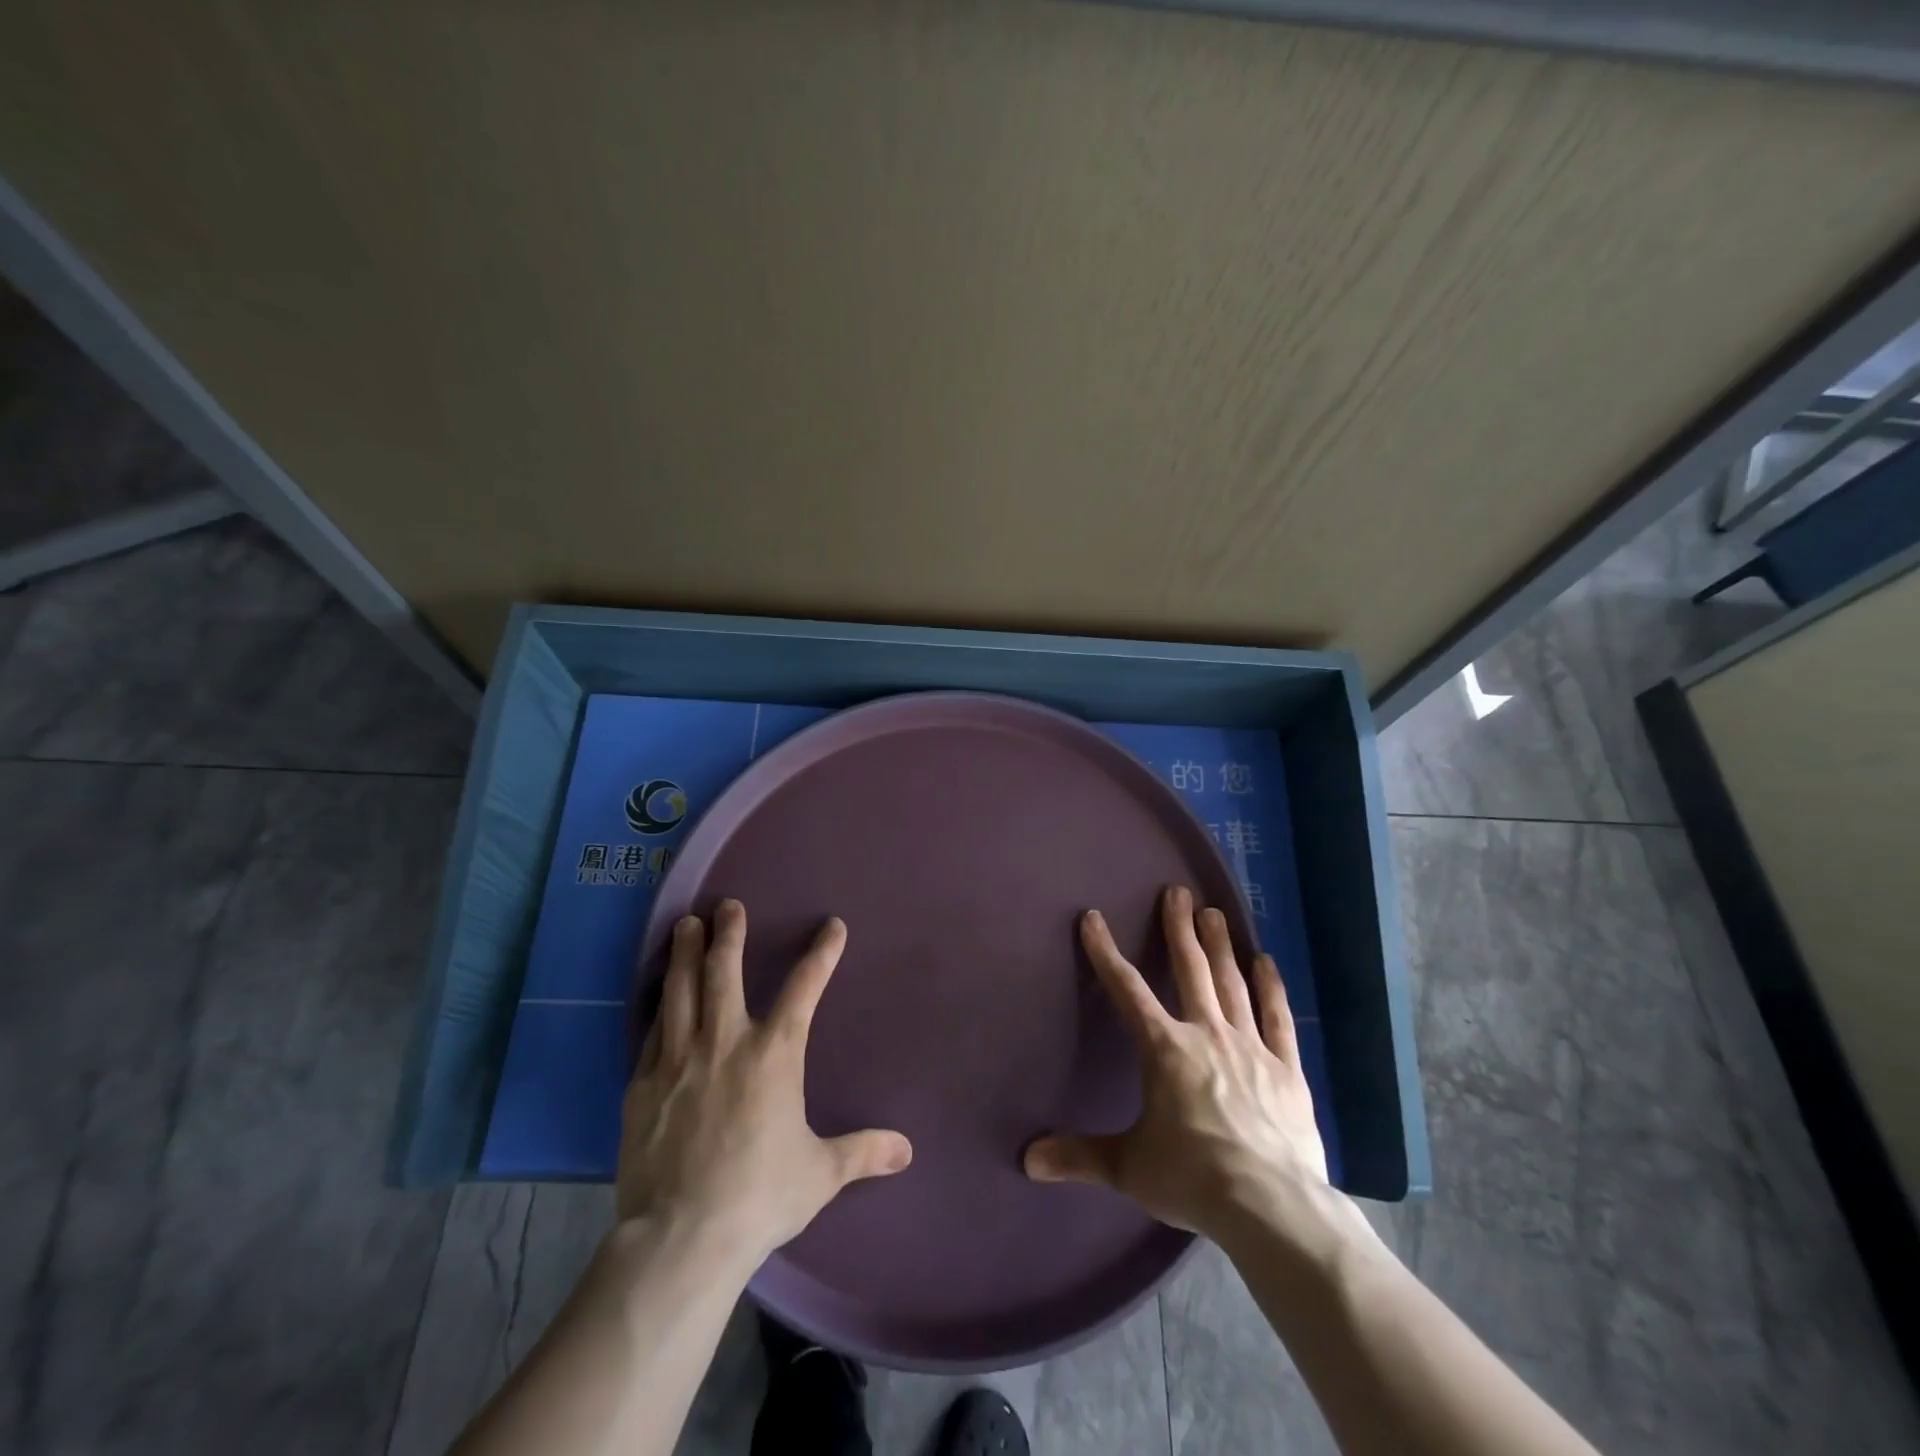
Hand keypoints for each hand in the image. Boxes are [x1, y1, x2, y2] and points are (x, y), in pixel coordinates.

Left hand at [617, 899, 912, 1267]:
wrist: (681, 1238)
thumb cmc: (759, 1196)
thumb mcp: (820, 1173)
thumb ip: (862, 1152)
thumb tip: (907, 1150)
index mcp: (773, 1054)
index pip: (804, 989)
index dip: (821, 954)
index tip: (832, 926)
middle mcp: (725, 1043)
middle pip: (723, 972)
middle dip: (727, 933)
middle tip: (727, 905)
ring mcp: (678, 1060)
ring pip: (680, 990)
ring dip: (684, 954)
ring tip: (685, 925)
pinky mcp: (642, 1084)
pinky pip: (651, 1031)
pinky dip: (658, 1005)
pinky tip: (658, 994)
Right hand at [1024, 885, 1327, 1242]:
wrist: (1271, 1207)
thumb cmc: (1192, 1178)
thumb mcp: (1128, 1167)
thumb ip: (1079, 1156)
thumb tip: (1028, 1160)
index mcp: (1164, 1049)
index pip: (1126, 990)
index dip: (1106, 952)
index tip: (1093, 919)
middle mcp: (1206, 1034)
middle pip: (1189, 970)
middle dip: (1179, 929)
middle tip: (1178, 893)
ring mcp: (1250, 1047)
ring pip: (1231, 983)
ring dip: (1220, 946)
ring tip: (1215, 912)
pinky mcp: (1286, 1069)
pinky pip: (1277, 1018)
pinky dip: (1271, 988)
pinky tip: (1266, 962)